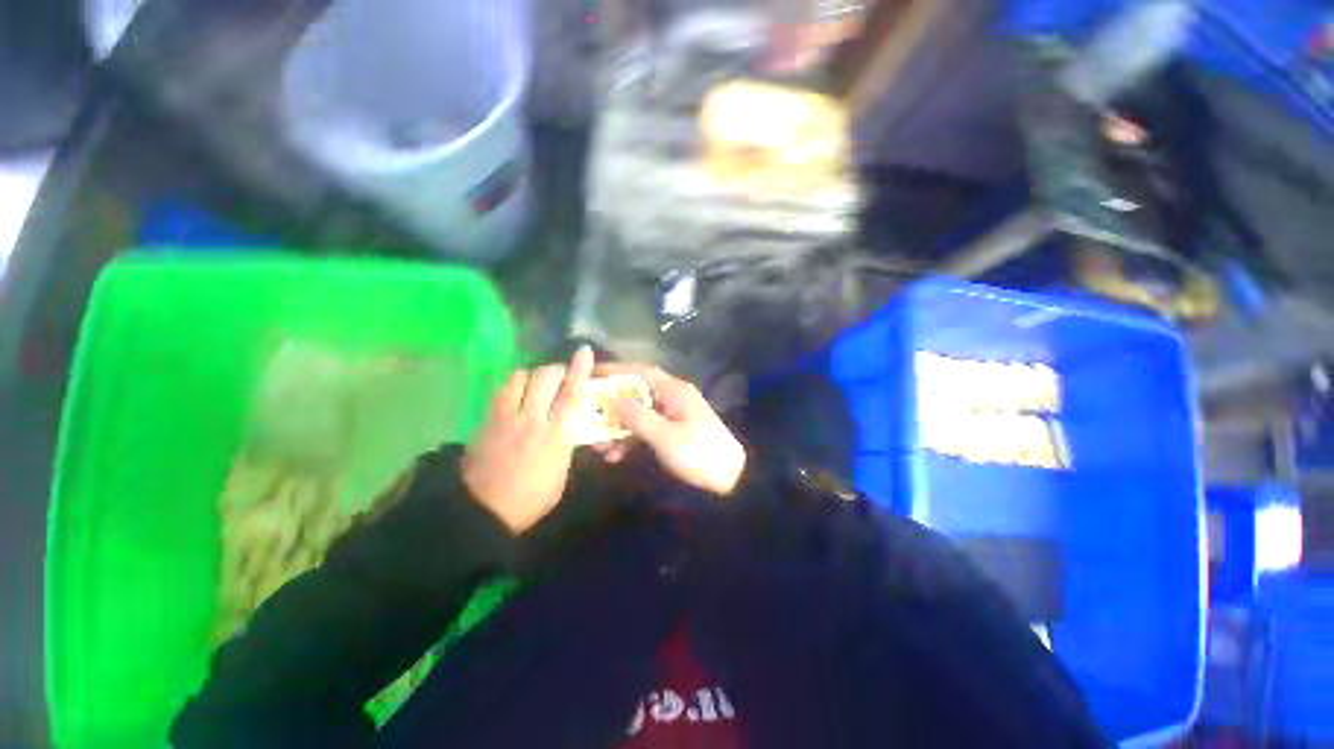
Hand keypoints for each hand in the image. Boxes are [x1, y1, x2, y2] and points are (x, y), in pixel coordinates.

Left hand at [461, 347, 593, 532]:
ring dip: (533, 375)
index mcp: (555, 435)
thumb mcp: (561, 476)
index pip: (571, 394)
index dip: (579, 370)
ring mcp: (505, 417)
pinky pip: (502, 391)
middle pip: (544, 377)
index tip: (584, 351)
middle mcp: (531, 419)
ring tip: (538, 384)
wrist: (482, 511)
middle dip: (557, 369)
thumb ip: (567, 446)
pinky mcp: (487, 420)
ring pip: (519, 377)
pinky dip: (514, 386)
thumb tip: (572, 427)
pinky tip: (518, 395)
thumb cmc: (531, 499)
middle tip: (562, 375)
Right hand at [596, 364, 746, 496]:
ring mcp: (672, 414)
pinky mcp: (672, 431)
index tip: (590, 373)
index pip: (640, 372)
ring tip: (598, 445)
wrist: (730, 478)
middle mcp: (671, 397)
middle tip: (587, 414)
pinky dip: (630, 439)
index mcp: (673, 391)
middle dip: (611, 405)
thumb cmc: (699, 453)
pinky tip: (616, 455)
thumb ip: (638, 417)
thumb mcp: (666, 436)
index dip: (615, 370)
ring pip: (638, 413)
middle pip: (635, 393)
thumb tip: (612, 399)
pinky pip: (645, 428)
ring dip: (618, 427)